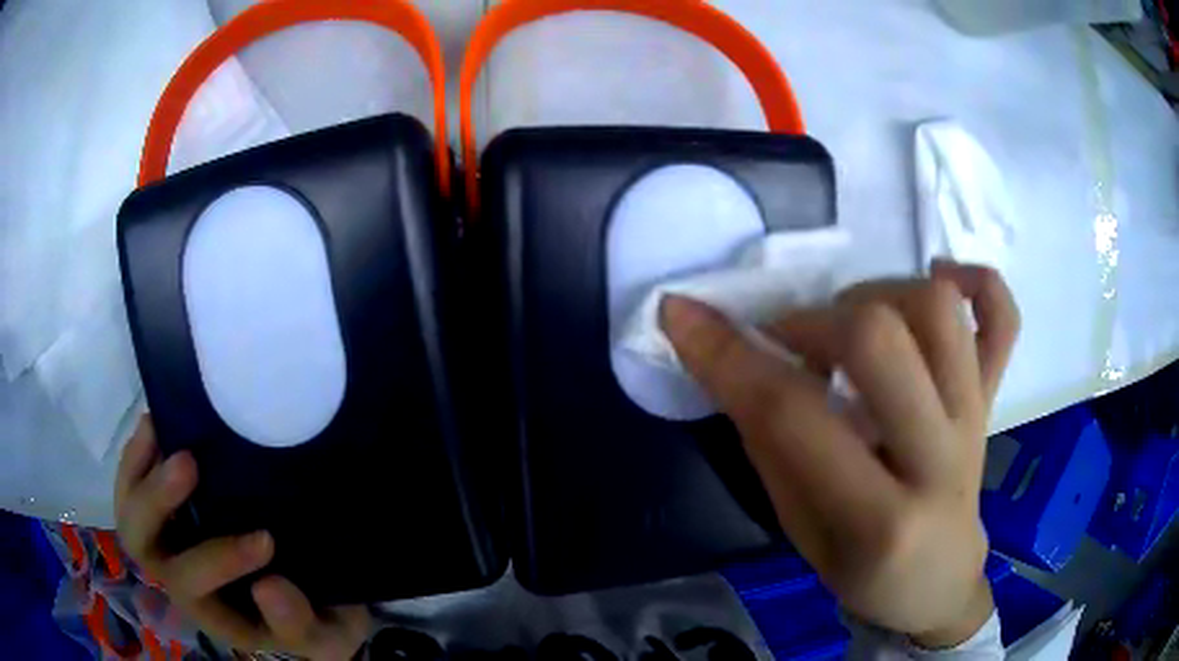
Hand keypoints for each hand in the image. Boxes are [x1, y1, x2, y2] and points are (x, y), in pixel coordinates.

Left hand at [114, 417, 370, 659]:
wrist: (306, 598)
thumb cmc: (313, 620)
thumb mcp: (323, 636)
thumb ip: (298, 625)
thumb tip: (268, 586)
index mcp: (211, 608)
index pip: (192, 585)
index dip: (219, 560)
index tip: (267, 540)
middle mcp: (178, 573)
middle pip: (142, 543)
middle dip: (156, 503)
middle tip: (188, 464)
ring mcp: (170, 538)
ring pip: (131, 507)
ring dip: (140, 469)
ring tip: (161, 428)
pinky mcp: (171, 508)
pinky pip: (135, 482)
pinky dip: (138, 452)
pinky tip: (157, 423)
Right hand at [661, 261, 1018, 647]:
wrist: (938, 580)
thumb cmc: (863, 571)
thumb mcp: (798, 530)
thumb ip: (771, 444)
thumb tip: (731, 360)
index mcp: (879, 519)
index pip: (793, 416)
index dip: (727, 356)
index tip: (680, 314)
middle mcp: (939, 459)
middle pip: (879, 339)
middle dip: (811, 322)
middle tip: (790, 342)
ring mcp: (976, 417)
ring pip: (938, 308)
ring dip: (877, 294)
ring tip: (853, 323)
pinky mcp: (994, 396)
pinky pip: (1003, 316)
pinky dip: (975, 280)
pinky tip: (941, 278)